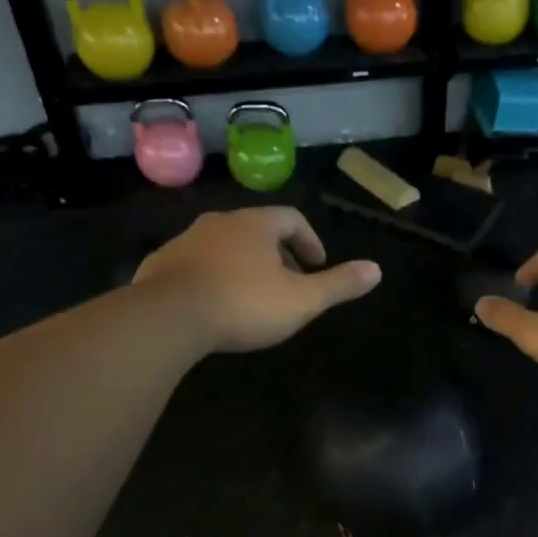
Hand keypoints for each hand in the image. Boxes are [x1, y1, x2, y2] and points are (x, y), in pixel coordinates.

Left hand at [133, 207, 380, 353]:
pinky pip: (194, 264)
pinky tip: (213, 304)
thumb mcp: (302, 300)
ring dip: (242, 264)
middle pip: (256, 230)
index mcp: (256, 224)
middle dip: (276, 254)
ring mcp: (186, 241)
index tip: (316, 266)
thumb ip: (339, 284)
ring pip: (223, 245)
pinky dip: (211, 276)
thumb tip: (376, 269)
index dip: (309, 241)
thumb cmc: (244, 304)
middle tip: (288, 283)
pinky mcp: (160, 263)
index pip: (292, 219)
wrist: (168, 317)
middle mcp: (220, 222)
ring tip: (251, 295)